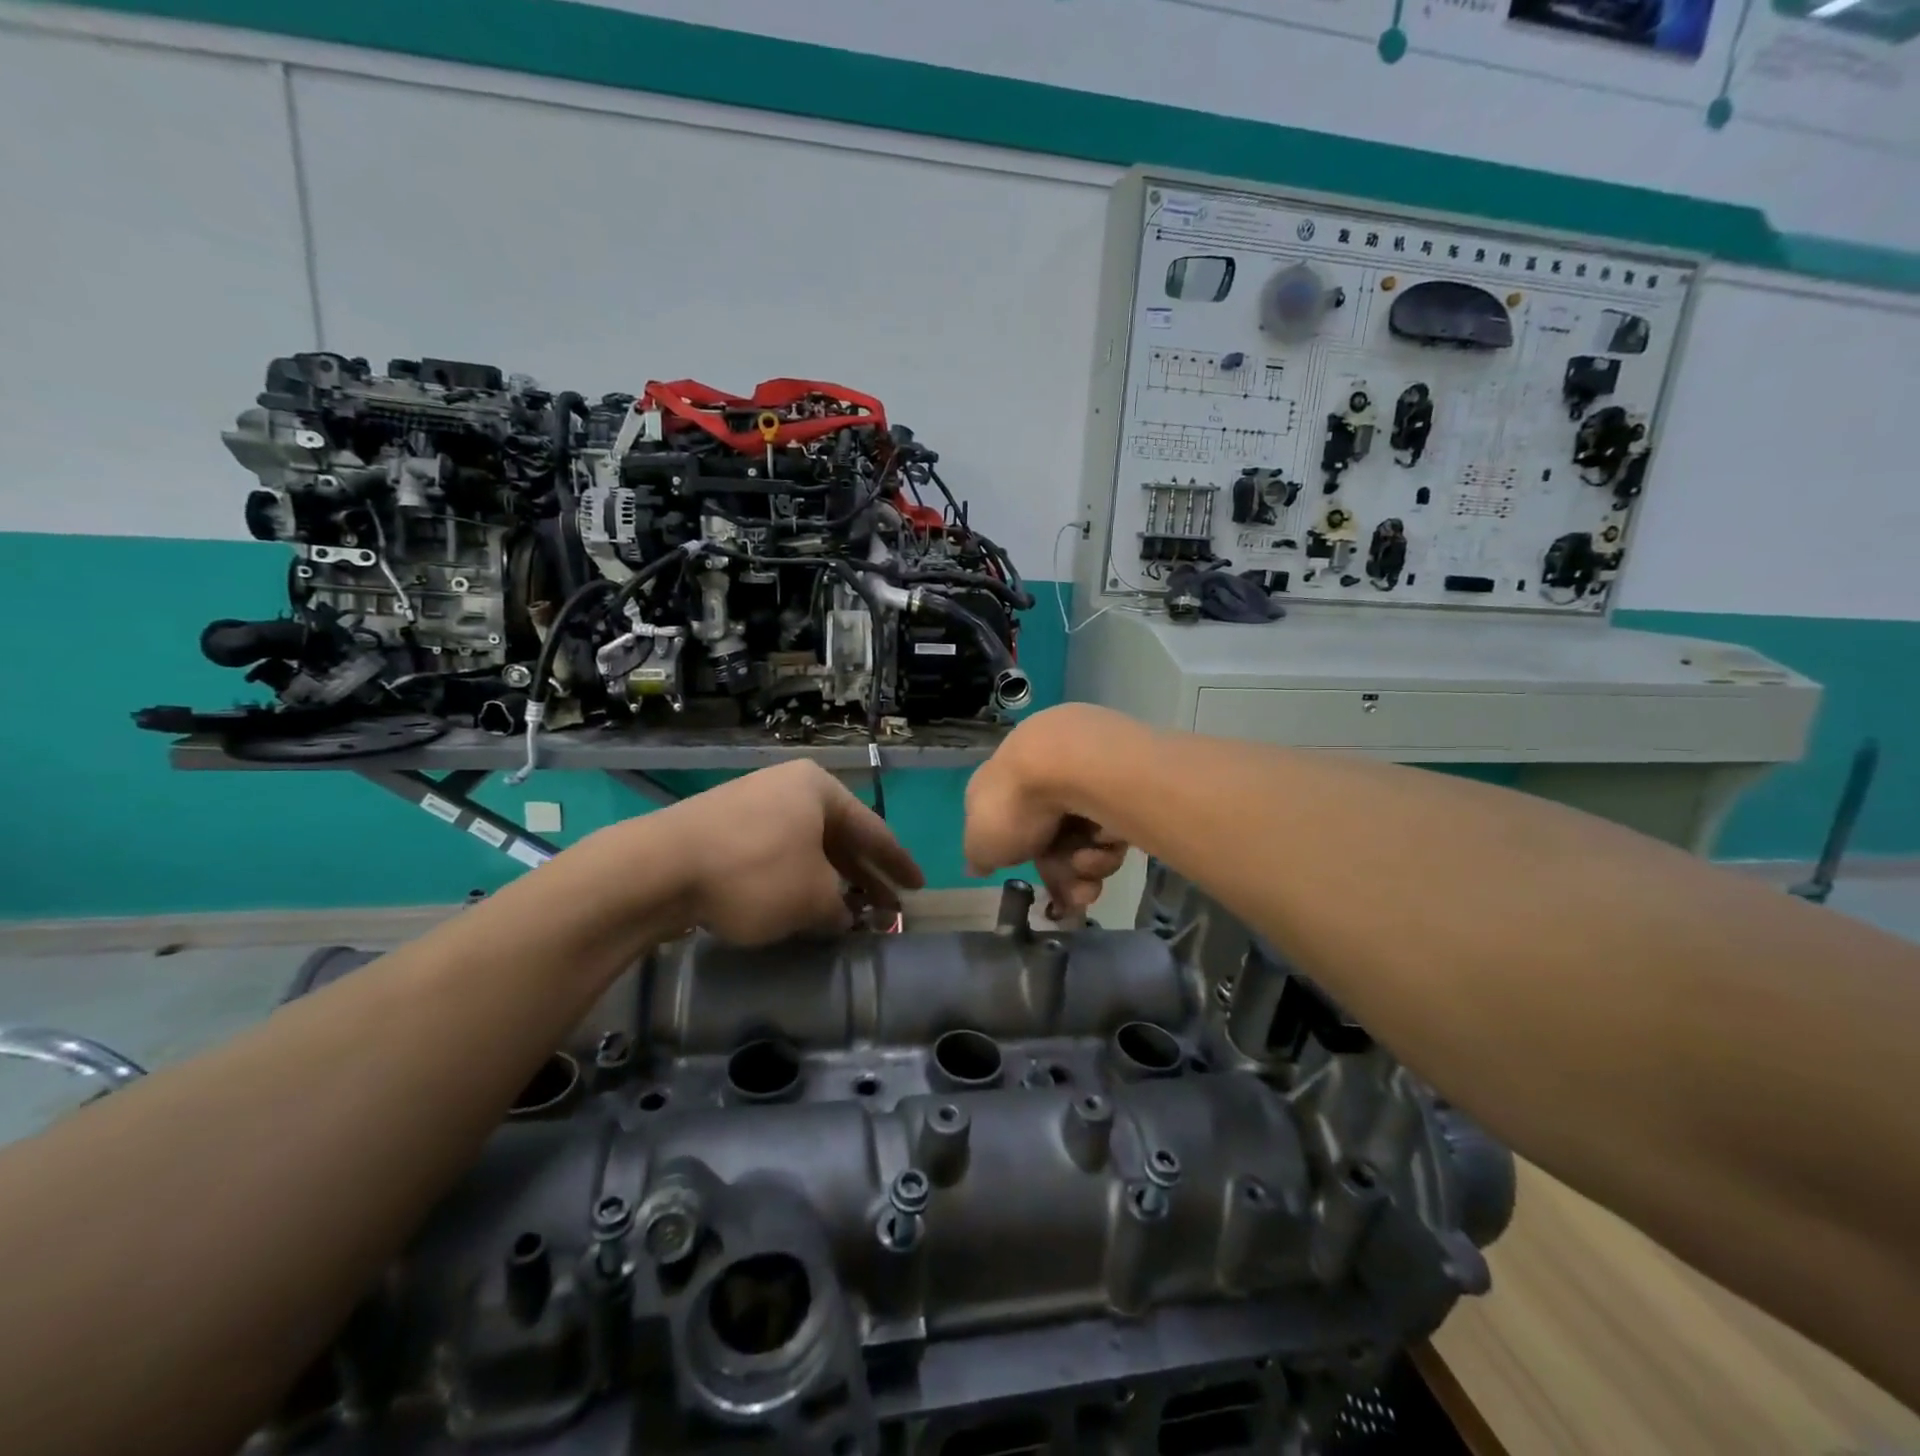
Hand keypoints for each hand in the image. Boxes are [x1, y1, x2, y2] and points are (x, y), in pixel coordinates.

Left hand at [663, 761, 924, 944]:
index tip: (918, 887)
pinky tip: (800, 906)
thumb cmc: (755, 873)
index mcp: (818, 789)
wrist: (659, 868)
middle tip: (887, 908)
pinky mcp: (722, 828)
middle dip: (863, 876)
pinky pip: (775, 853)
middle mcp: (788, 788)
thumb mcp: (813, 898)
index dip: (898, 864)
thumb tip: (844, 916)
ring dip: (829, 881)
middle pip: (839, 837)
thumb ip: (840, 909)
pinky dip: (795, 879)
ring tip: (848, 913)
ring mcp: (752, 805)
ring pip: (805, 847)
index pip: (873, 830)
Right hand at [965, 705, 1130, 916]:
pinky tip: (1103, 840)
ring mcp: (1081, 781)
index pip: (1011, 830)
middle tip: (1076, 897)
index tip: (1038, 889)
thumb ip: (979, 857)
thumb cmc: (1013, 805)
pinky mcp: (1118, 783)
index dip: (1024, 863)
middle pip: (1056, 844)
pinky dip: (1107, 842)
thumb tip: (977, 866)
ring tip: (1086, 862)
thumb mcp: (980, 842)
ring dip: (1087, 865)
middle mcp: (1041, 781)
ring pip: (1087, 842)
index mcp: (1002, 789)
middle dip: (1066, 877)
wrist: (1068, 762)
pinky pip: (1113, 827)